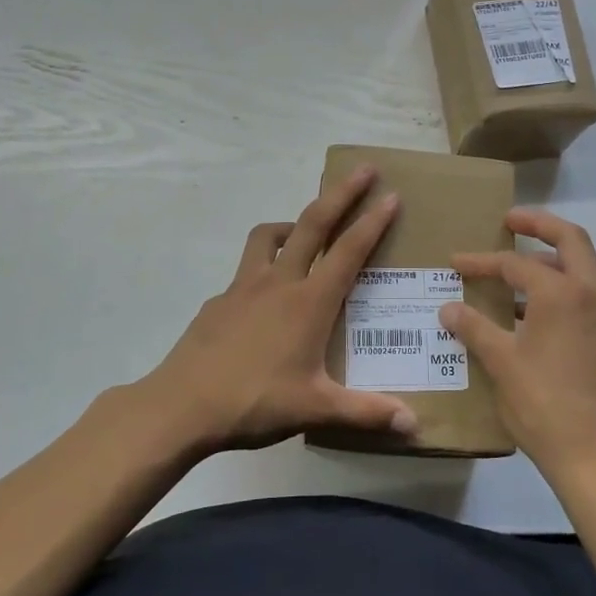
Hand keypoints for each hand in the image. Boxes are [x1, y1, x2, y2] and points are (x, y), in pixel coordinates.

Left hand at [132, 165, 418, 453]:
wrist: (181, 406)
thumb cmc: (254, 401)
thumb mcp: (315, 409)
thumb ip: (366, 412)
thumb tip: (414, 425)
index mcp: (309, 302)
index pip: (349, 251)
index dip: (373, 221)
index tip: (391, 195)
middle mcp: (279, 281)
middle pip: (313, 223)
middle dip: (341, 193)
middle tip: (364, 170)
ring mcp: (244, 286)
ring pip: (269, 235)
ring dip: (293, 221)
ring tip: (305, 228)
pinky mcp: (219, 299)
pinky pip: (246, 269)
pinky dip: (263, 265)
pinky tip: (264, 294)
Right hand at [439, 209, 595, 484]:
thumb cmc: (544, 404)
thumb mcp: (502, 363)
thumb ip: (474, 328)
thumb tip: (448, 308)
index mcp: (563, 293)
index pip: (517, 263)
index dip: (483, 261)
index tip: (456, 262)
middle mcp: (593, 293)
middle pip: (570, 239)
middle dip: (539, 224)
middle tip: (510, 220)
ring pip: (581, 268)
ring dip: (549, 261)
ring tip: (514, 272)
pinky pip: (585, 295)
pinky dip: (560, 288)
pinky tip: (531, 312)